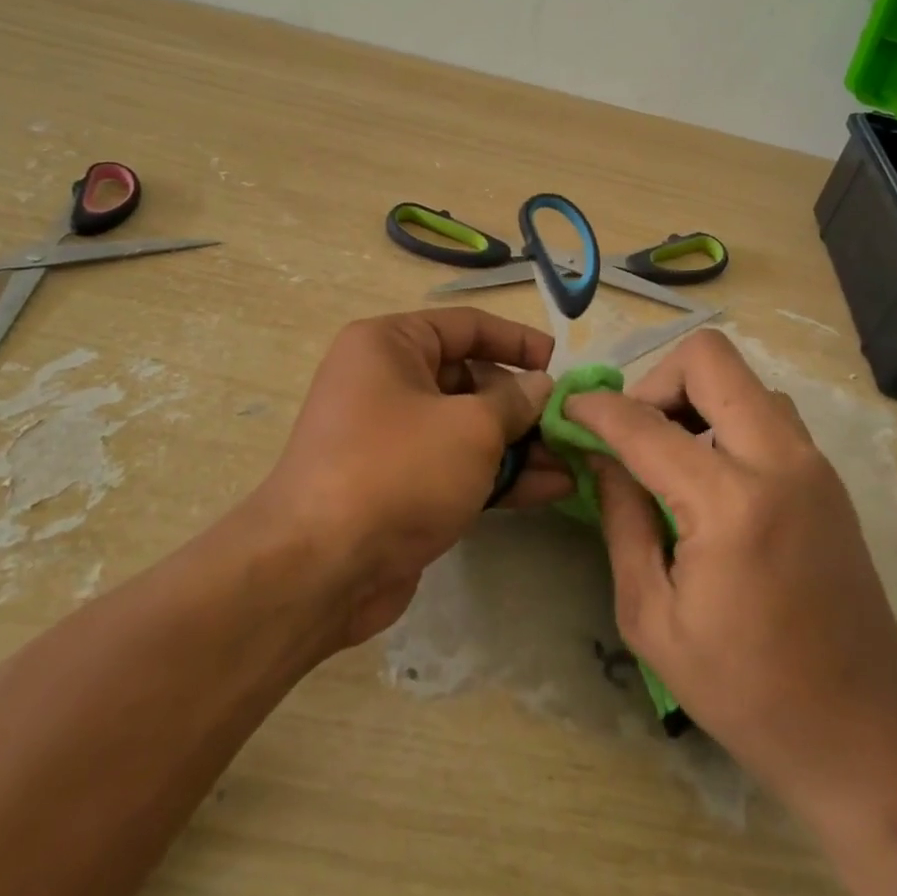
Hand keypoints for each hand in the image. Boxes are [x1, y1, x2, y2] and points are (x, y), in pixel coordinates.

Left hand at [250, 308, 565, 647]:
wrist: (322, 569)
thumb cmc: (398, 470)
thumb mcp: (470, 427)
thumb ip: (514, 401)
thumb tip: (540, 386)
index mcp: (389, 346)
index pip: (465, 326)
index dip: (516, 341)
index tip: (559, 362)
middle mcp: (386, 383)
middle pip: (470, 379)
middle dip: (523, 403)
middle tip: (571, 423)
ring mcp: (393, 439)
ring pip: (468, 428)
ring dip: (520, 445)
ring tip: (574, 460)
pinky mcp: (401, 486)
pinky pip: (458, 467)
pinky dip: (500, 475)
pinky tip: (551, 489)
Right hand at [565, 330, 896, 813]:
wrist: (862, 735)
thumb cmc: (745, 691)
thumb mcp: (652, 616)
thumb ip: (621, 520)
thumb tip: (600, 456)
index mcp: (731, 503)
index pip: (645, 424)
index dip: (597, 410)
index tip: (570, 412)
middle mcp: (780, 462)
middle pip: (709, 359)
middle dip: (656, 380)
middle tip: (633, 432)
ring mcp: (813, 464)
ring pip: (744, 380)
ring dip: (697, 398)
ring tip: (671, 455)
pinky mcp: (828, 478)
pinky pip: (769, 413)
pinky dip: (728, 420)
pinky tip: (711, 475)